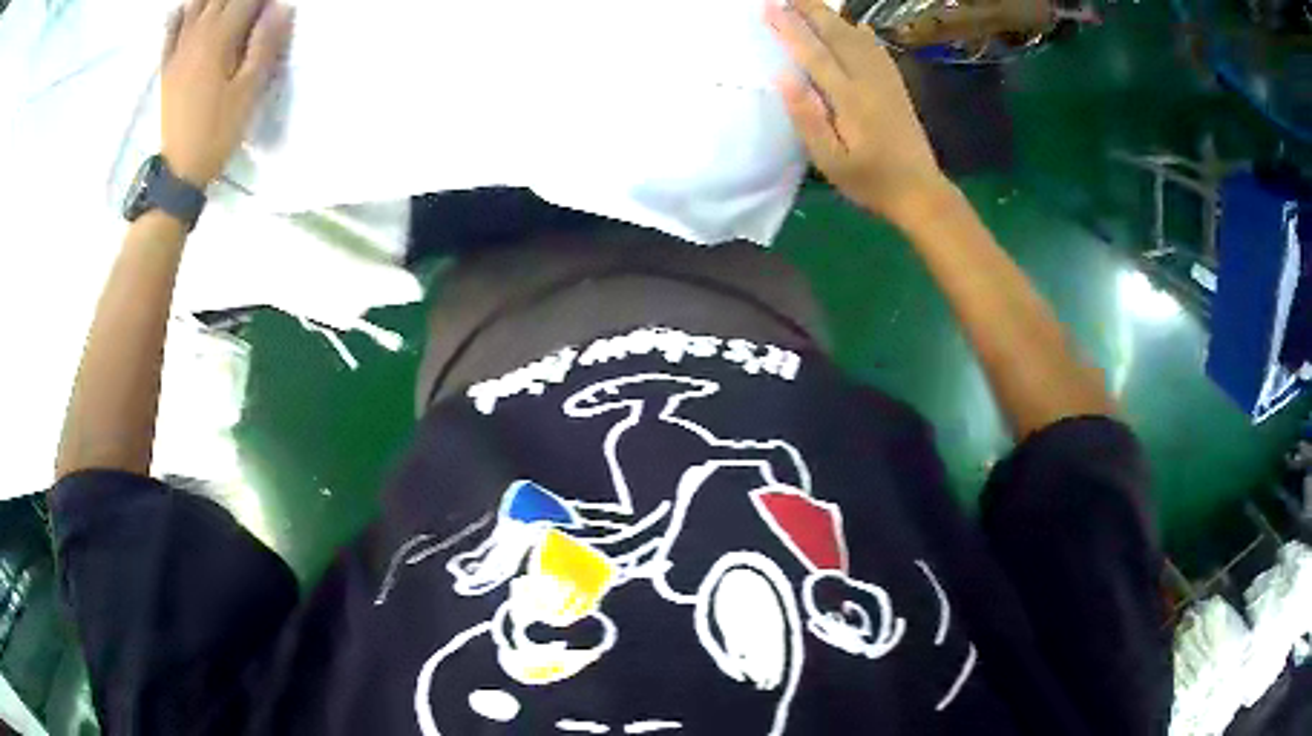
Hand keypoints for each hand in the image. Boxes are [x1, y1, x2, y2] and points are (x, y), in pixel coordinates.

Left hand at [161, 0, 293, 187]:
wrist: (180, 169)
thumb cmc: (218, 131)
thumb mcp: (249, 91)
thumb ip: (265, 44)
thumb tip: (282, 6)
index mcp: (220, 38)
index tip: (272, 6)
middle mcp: (197, 35)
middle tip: (250, 7)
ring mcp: (178, 51)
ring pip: (195, 7)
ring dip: (210, 1)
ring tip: (223, 5)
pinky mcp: (168, 67)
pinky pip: (170, 32)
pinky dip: (178, 16)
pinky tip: (184, 10)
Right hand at [766, 0, 950, 224]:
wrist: (921, 193)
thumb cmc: (870, 181)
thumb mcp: (831, 160)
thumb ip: (808, 118)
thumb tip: (783, 76)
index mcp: (850, 98)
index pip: (814, 53)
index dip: (790, 28)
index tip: (769, 6)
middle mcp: (869, 81)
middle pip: (837, 35)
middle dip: (811, 11)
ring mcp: (887, 81)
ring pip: (857, 38)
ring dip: (833, 17)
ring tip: (812, 3)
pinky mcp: (897, 87)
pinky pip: (878, 50)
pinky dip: (862, 33)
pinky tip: (856, 25)